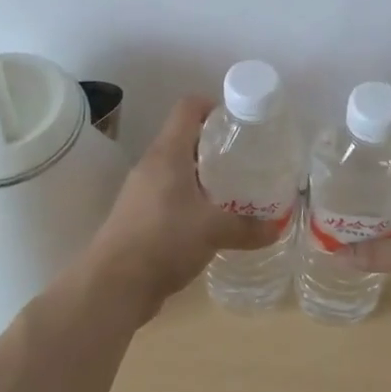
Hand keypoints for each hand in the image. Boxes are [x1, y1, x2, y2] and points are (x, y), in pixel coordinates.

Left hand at [85, 96, 276, 312]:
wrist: (113, 285)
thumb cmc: (164, 241)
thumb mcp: (213, 231)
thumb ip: (247, 227)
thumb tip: (276, 228)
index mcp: (167, 154)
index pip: (188, 108)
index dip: (214, 106)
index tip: (240, 123)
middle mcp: (152, 165)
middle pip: (185, 138)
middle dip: (216, 145)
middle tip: (247, 160)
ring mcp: (142, 191)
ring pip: (178, 169)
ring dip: (204, 175)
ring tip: (235, 190)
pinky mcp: (139, 216)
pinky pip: (170, 195)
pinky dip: (191, 200)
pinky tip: (211, 221)